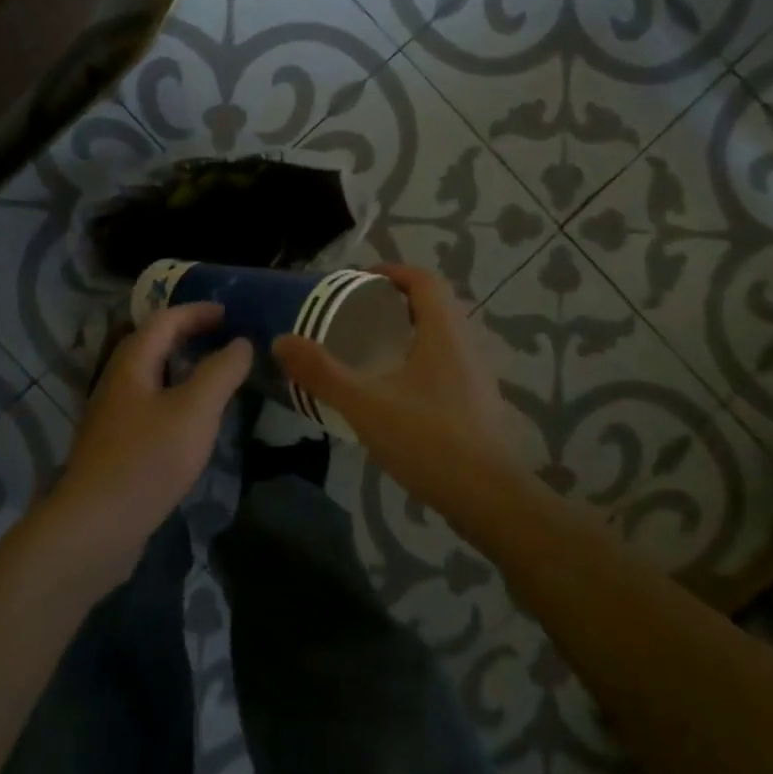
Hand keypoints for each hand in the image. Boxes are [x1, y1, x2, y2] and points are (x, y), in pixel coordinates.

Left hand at [48, 304, 252, 578]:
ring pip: (150, 376)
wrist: (96, 526)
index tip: (229, 312)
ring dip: (180, 366)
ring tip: (213, 374)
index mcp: (132, 363)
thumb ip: (221, 372)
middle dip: (187, 334)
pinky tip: (191, 420)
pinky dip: (174, 396)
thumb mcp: (195, 411)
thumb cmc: (149, 459)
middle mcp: (117, 381)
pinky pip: (149, 404)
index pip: (164, 320)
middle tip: (223, 337)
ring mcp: (112, 415)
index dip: (196, 311)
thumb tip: (242, 343)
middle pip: (152, 343)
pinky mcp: (115, 446)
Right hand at [274, 264, 527, 529]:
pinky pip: (446, 364)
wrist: (491, 501)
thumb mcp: (365, 405)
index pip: (424, 279)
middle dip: (394, 302)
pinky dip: (418, 362)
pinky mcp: (477, 404)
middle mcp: (466, 344)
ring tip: (369, 351)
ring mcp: (476, 376)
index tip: (358, 281)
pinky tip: (394, 392)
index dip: (391, 272)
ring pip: (441, 336)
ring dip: (408, 332)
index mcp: (444, 331)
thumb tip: (281, 341)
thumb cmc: (429, 441)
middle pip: (433, 305)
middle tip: (356, 315)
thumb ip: (322, 373)